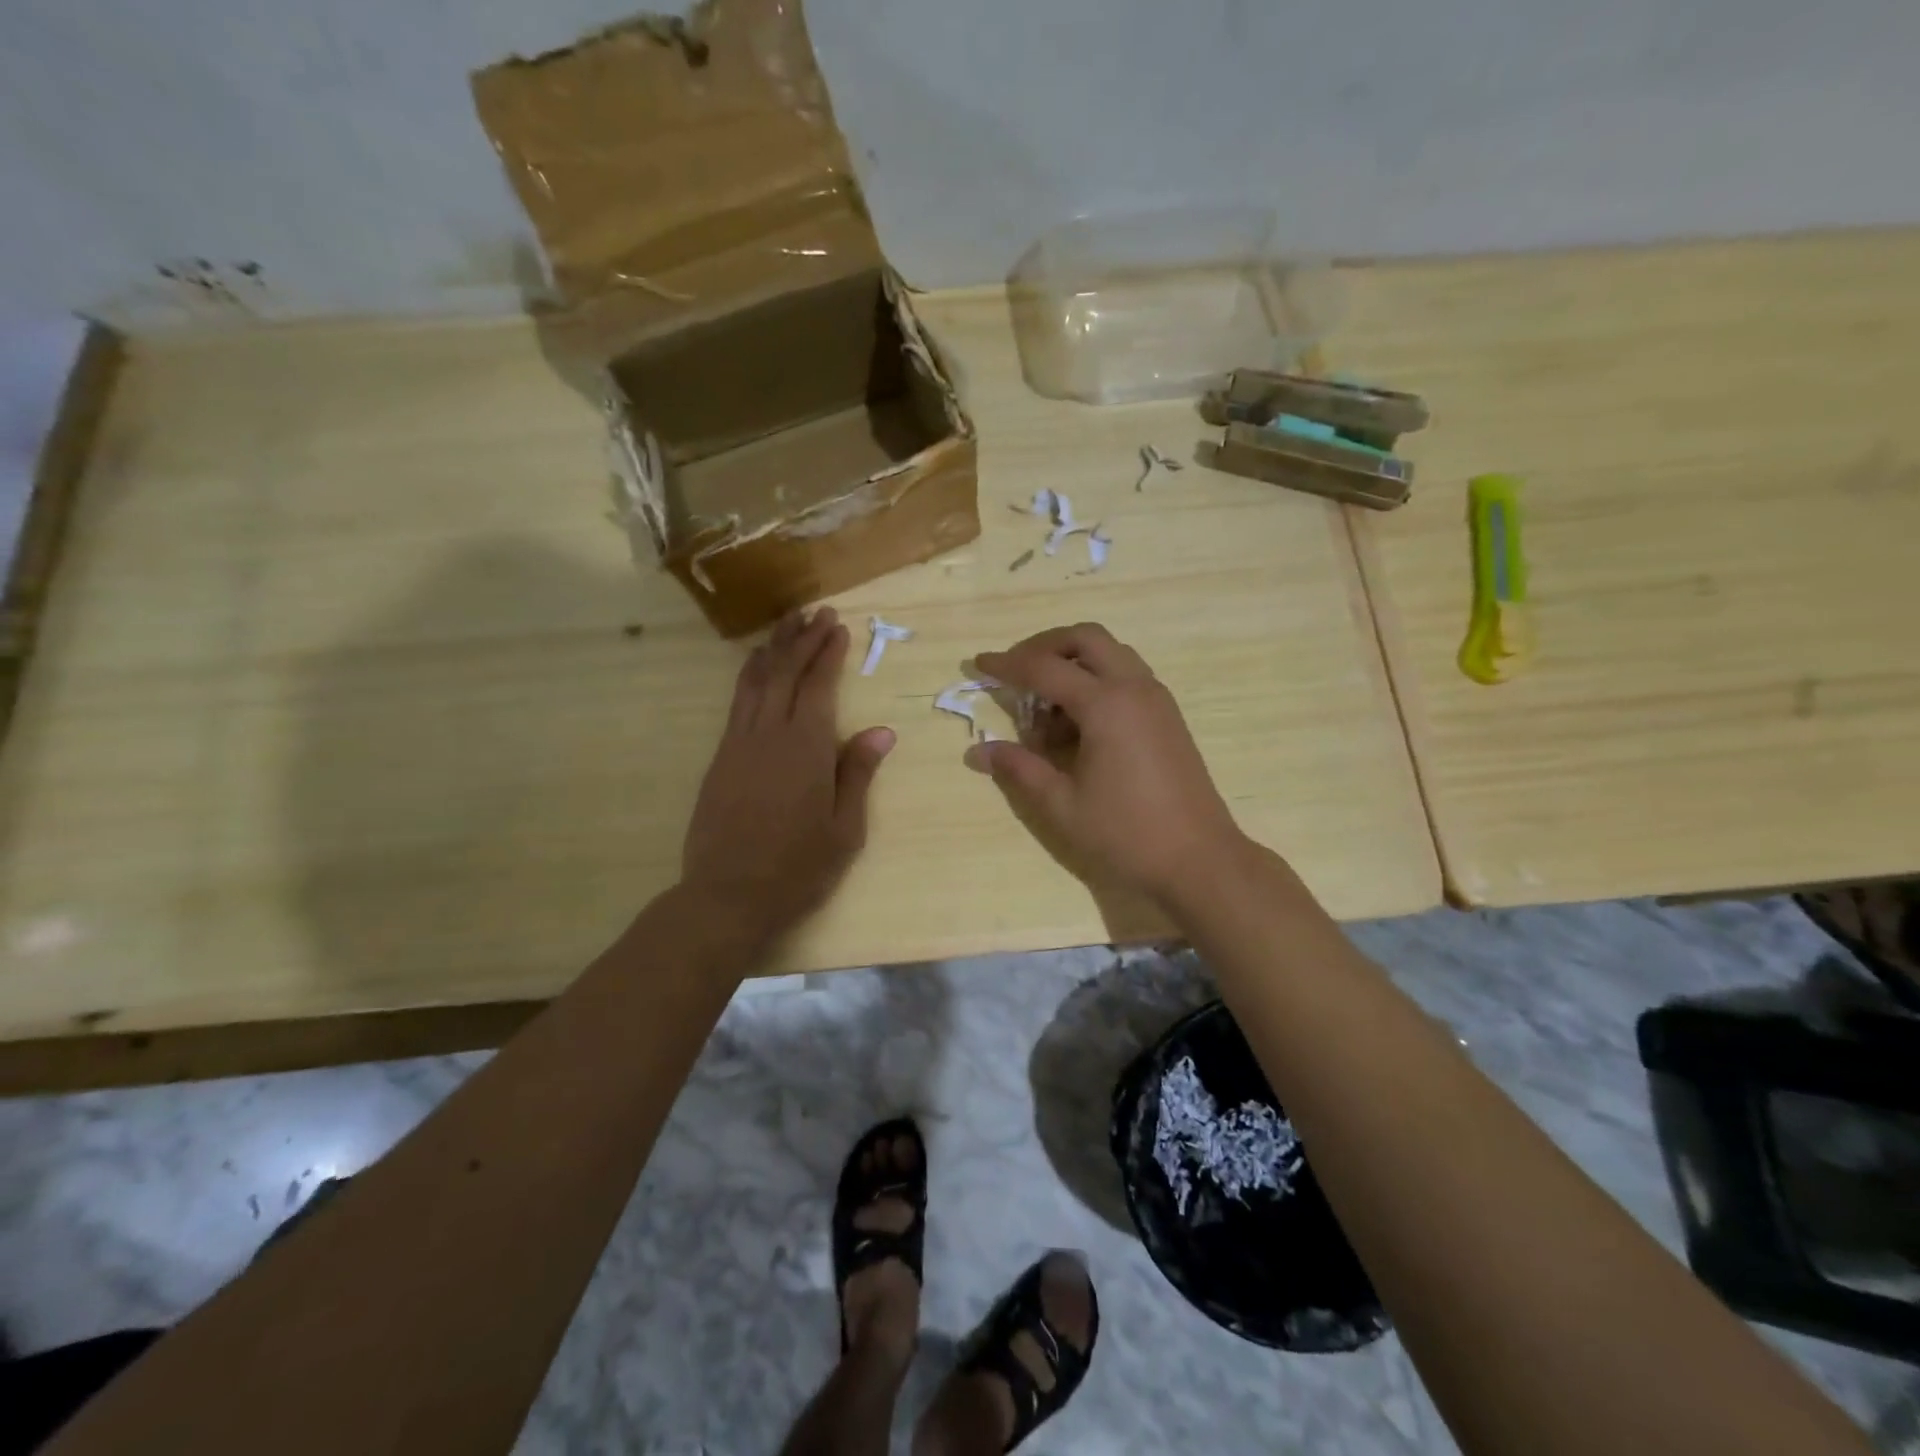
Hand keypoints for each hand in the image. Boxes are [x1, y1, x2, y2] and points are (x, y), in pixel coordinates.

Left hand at [681, 607, 894, 943]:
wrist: (727, 895)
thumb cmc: (798, 868)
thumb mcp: (844, 828)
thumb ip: (858, 774)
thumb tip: (880, 731)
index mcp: (806, 747)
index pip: (819, 685)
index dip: (828, 652)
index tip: (838, 625)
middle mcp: (769, 733)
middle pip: (784, 672)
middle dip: (801, 638)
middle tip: (816, 612)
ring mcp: (738, 743)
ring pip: (755, 681)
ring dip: (772, 650)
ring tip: (785, 625)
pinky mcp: (720, 758)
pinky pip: (737, 702)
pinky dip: (749, 676)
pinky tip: (756, 669)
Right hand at [967, 623, 1245, 904]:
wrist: (1199, 861)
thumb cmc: (1126, 835)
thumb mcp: (1061, 805)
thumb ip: (1019, 769)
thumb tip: (978, 751)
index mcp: (1106, 704)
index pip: (1045, 668)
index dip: (1007, 664)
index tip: (977, 663)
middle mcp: (1134, 688)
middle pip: (1085, 638)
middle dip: (1045, 646)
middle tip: (1016, 672)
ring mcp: (1157, 700)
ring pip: (1110, 653)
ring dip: (1073, 663)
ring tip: (1046, 707)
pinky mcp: (1167, 717)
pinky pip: (1126, 676)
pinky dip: (1097, 681)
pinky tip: (1078, 724)